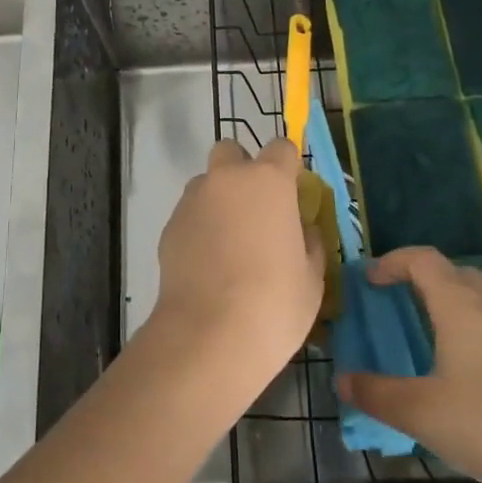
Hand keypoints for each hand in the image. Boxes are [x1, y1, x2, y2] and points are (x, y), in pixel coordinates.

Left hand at [147, 138, 324, 386]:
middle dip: (242, 169)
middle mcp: (226, 179)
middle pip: (231, 151)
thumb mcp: (312, 277)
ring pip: (206, 182)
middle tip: (255, 209)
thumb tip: (302, 229)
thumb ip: (309, 242)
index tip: (293, 192)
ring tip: (229, 242)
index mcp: (268, 181)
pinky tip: (208, 263)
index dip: (288, 166)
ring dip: (219, 199)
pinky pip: (190, 213)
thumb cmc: (274, 303)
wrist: (209, 335)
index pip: (281, 147)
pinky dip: (200, 226)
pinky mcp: (169, 225)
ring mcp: (192, 200)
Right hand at [334, 247, 481, 482]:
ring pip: (481, 302)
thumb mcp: (423, 414)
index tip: (369, 280)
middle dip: (423, 280)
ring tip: (430, 339)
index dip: (392, 261)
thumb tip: (342, 381)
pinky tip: (469, 378)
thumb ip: (378, 395)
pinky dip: (475, 335)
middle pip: (455, 273)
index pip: (422, 259)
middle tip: (398, 303)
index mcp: (460, 305)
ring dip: (452, 307)